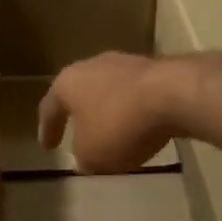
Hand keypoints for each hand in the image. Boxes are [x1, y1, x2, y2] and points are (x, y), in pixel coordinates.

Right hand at [37, 52, 184, 173]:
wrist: (174, 94)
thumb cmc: (119, 124)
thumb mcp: (92, 154)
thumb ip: (83, 157)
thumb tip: (85, 157)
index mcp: (68, 83)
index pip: (50, 107)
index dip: (47, 129)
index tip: (48, 146)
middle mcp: (93, 66)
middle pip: (80, 92)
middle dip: (79, 114)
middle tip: (77, 132)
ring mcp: (126, 63)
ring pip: (109, 91)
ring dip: (108, 111)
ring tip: (112, 132)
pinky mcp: (156, 69)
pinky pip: (136, 95)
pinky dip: (133, 111)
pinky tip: (140, 126)